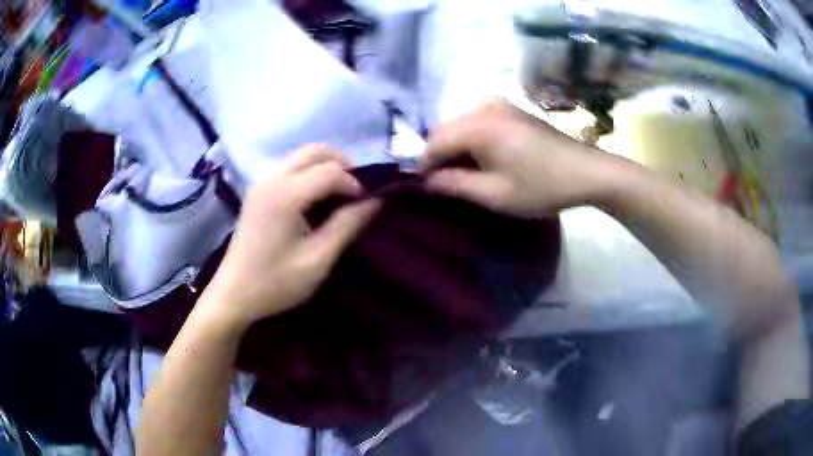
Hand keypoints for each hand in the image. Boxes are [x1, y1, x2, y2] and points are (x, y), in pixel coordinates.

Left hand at [200, 145, 379, 330]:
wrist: (234, 294)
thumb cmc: (275, 283)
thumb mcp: (318, 260)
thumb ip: (347, 225)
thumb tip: (375, 200)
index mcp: (285, 195)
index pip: (330, 170)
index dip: (354, 183)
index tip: (366, 205)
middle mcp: (271, 179)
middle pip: (315, 151)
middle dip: (342, 165)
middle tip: (356, 192)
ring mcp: (261, 182)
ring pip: (302, 156)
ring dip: (326, 167)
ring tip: (339, 196)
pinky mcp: (258, 190)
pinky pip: (290, 167)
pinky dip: (310, 173)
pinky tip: (316, 200)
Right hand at [423, 101, 620, 216]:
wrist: (587, 172)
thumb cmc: (542, 186)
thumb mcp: (496, 194)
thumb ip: (455, 185)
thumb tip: (426, 181)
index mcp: (479, 126)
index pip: (434, 141)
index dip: (423, 164)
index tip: (422, 186)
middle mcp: (485, 107)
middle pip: (445, 129)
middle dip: (438, 155)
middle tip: (443, 182)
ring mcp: (500, 104)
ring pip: (460, 124)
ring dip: (455, 147)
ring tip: (463, 173)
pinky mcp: (512, 109)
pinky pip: (477, 121)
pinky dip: (471, 139)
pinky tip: (481, 157)